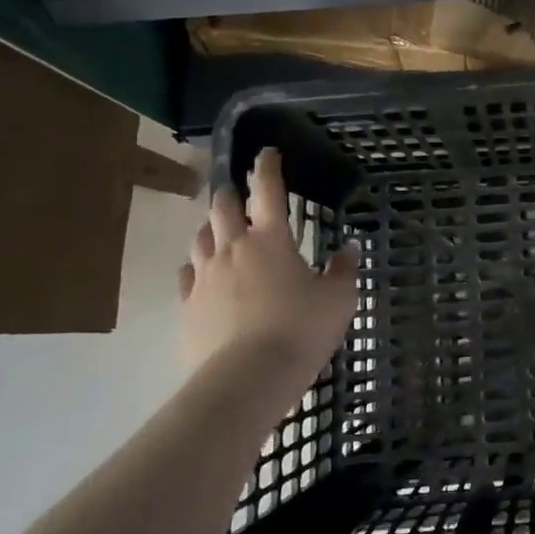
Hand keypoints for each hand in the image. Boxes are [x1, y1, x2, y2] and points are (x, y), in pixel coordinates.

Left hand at [178, 148, 359, 412]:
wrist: (246, 381)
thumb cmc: (299, 331)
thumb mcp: (338, 300)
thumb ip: (343, 270)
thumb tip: (347, 248)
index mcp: (271, 239)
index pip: (268, 189)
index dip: (267, 166)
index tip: (267, 152)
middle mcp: (233, 248)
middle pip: (223, 206)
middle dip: (231, 192)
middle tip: (240, 192)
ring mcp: (205, 277)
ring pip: (201, 236)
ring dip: (212, 227)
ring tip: (222, 230)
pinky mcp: (187, 306)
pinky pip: (187, 274)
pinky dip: (197, 265)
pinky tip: (204, 273)